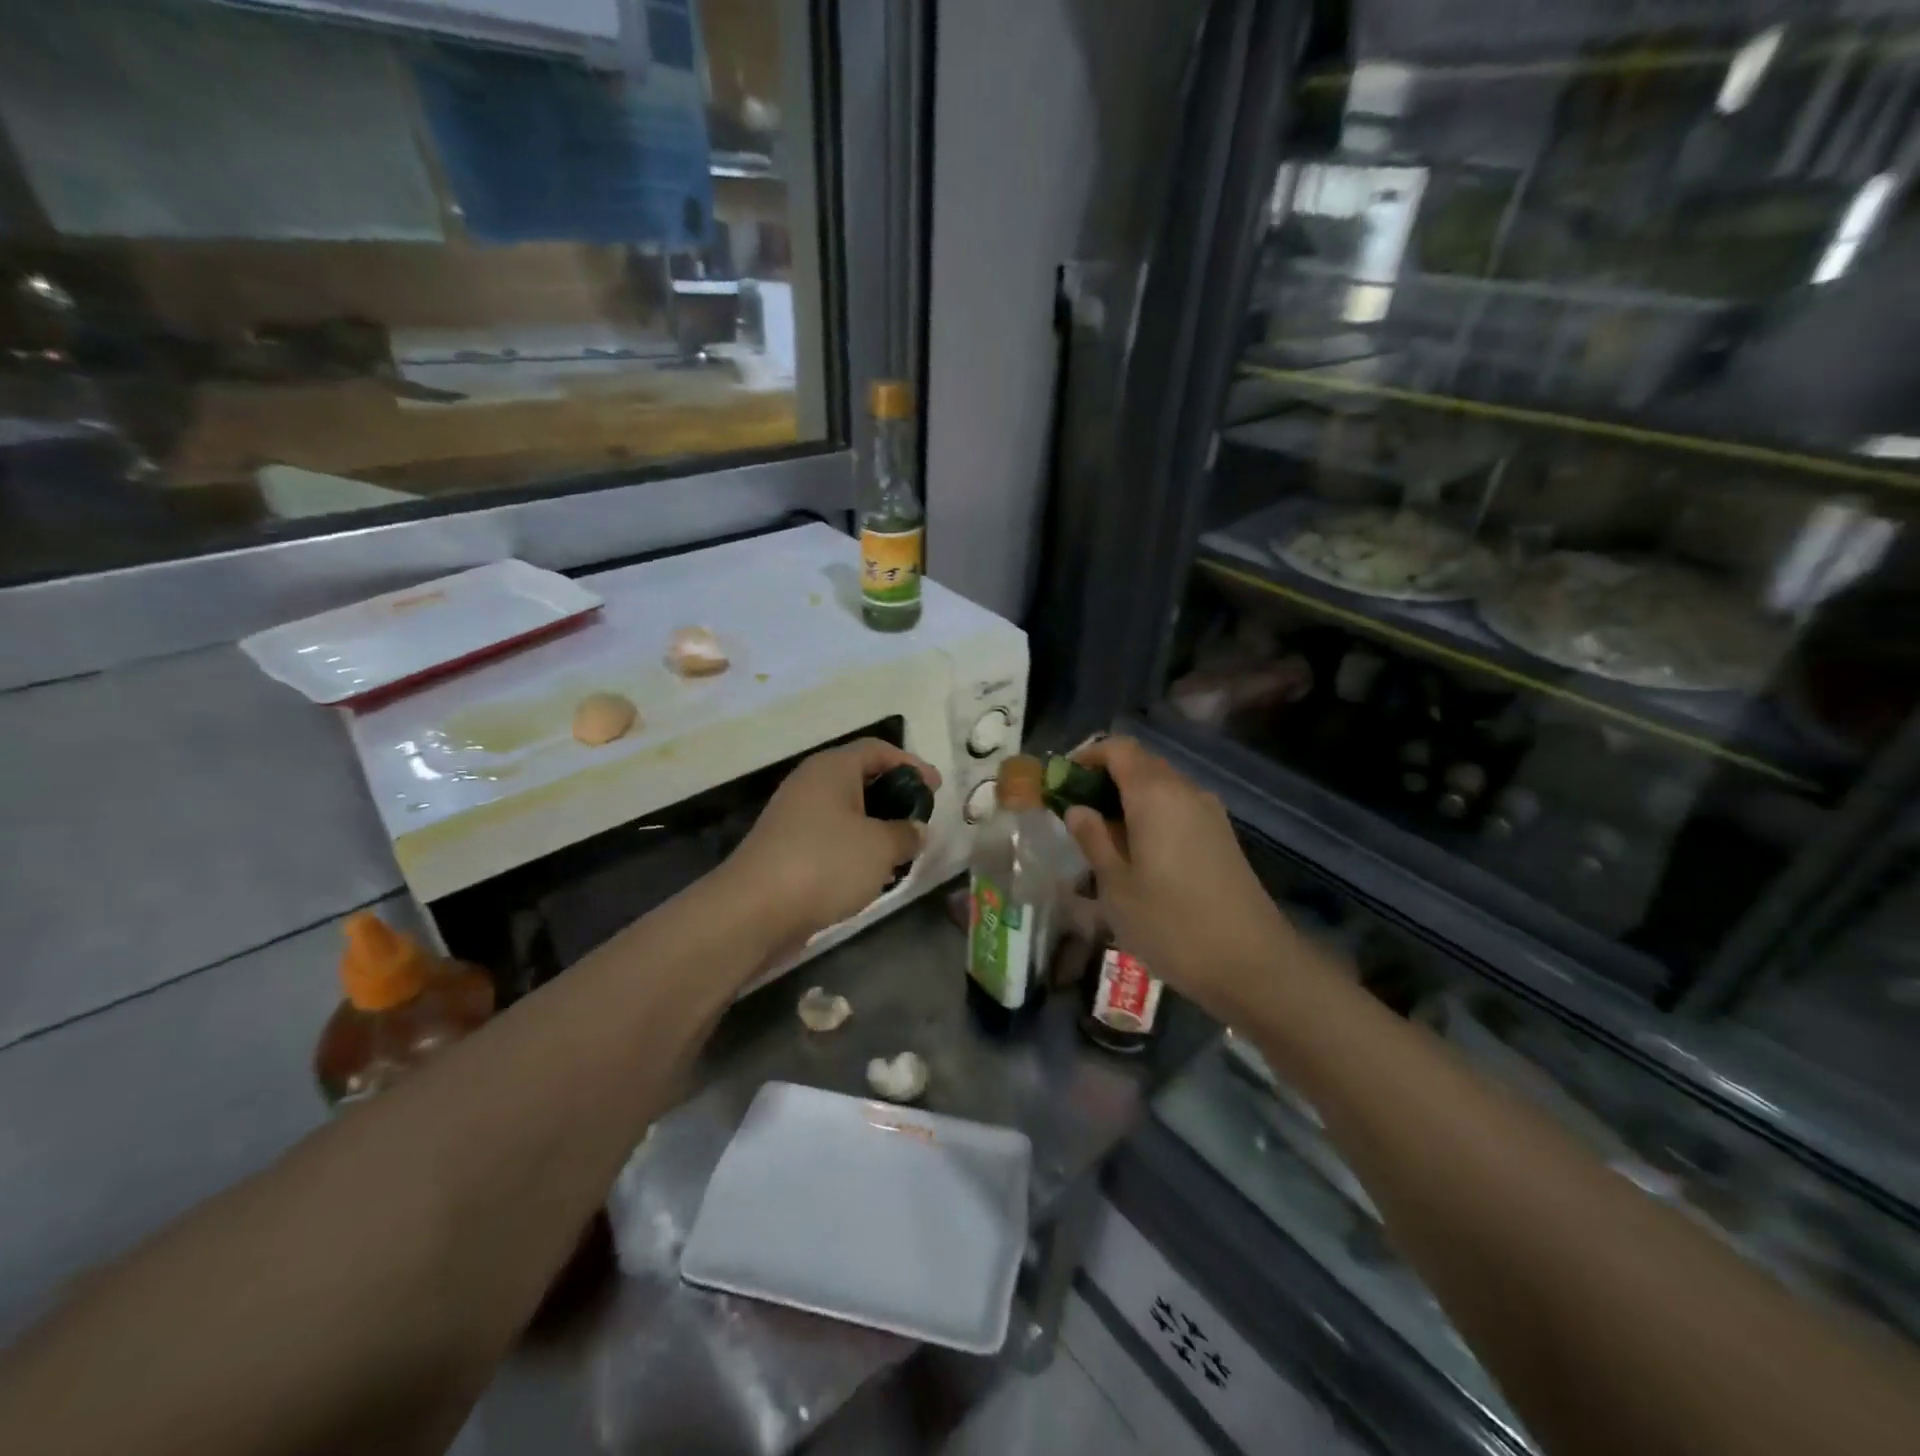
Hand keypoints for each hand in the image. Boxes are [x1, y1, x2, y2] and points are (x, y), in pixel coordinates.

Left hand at [724, 739, 941, 948]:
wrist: (754, 910)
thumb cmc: (825, 863)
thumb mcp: (881, 847)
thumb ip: (907, 833)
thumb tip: (915, 830)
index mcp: (832, 768)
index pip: (878, 750)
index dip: (911, 764)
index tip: (936, 788)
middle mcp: (810, 784)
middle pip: (860, 778)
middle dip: (894, 796)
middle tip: (920, 818)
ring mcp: (794, 817)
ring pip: (845, 811)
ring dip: (875, 826)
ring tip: (901, 850)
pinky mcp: (786, 848)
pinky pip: (830, 837)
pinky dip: (854, 848)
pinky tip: (870, 873)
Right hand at [1063, 737, 1297, 1016]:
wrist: (1252, 964)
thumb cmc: (1171, 923)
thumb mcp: (1116, 886)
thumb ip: (1093, 839)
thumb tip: (1077, 809)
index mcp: (1155, 794)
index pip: (1118, 748)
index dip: (1087, 756)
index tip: (1062, 781)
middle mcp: (1186, 792)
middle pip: (1141, 764)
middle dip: (1105, 778)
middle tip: (1076, 812)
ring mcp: (1210, 814)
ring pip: (1162, 788)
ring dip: (1129, 800)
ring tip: (1103, 837)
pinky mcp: (1222, 838)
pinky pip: (1179, 810)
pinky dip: (1152, 817)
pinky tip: (1138, 855)